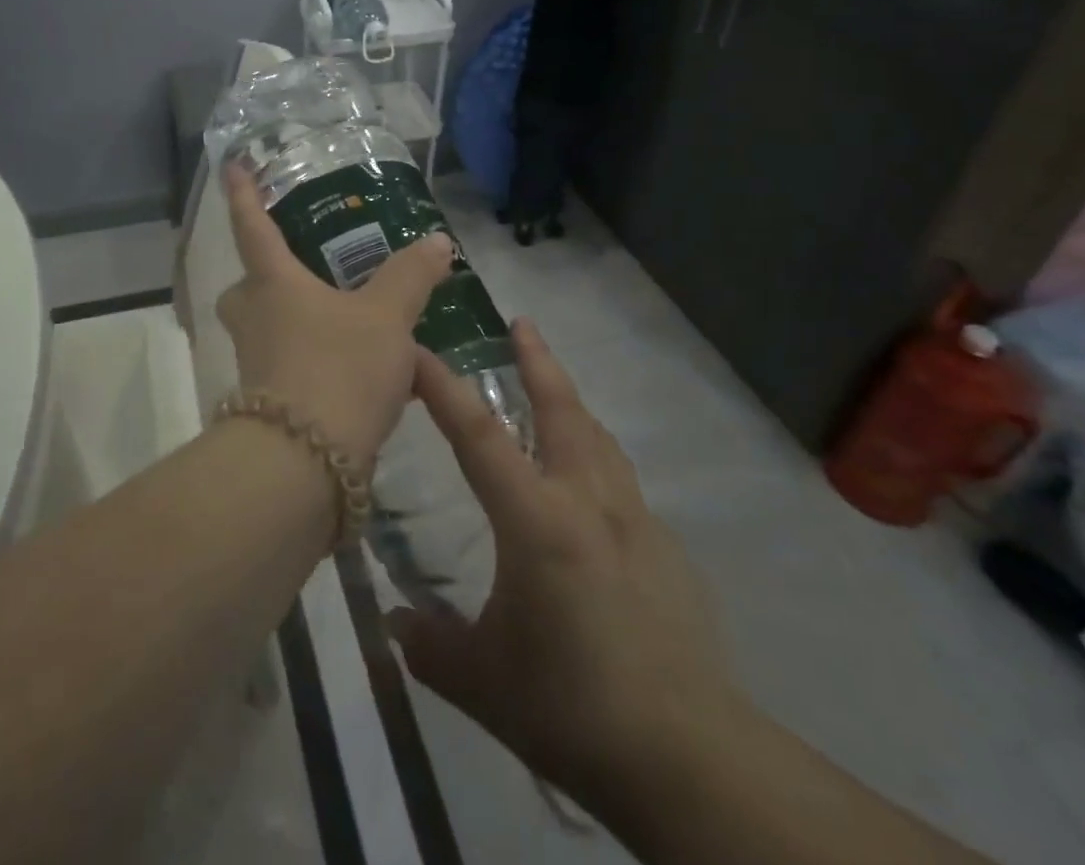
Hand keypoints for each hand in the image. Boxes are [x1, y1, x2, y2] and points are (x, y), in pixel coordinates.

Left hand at [216, 162, 453, 467]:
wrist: (304, 465)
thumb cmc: (338, 369)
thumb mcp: (386, 318)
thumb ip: (410, 277)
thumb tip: (437, 241)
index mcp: (273, 284)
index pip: (253, 226)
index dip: (242, 193)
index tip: (231, 165)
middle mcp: (254, 319)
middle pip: (250, 286)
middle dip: (269, 276)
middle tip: (307, 272)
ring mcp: (256, 365)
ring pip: (269, 330)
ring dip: (299, 322)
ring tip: (350, 324)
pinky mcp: (269, 405)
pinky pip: (291, 368)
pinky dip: (319, 364)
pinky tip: (363, 376)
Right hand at [388, 321, 750, 810]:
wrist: (689, 760)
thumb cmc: (572, 707)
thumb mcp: (480, 681)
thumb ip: (428, 644)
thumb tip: (395, 623)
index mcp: (536, 520)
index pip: (478, 434)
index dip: (443, 387)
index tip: (417, 350)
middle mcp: (587, 502)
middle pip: (561, 409)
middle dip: (538, 361)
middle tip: (522, 324)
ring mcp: (635, 522)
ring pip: (599, 438)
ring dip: (572, 404)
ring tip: (552, 390)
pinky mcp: (667, 551)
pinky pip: (622, 484)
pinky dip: (598, 463)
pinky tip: (589, 493)